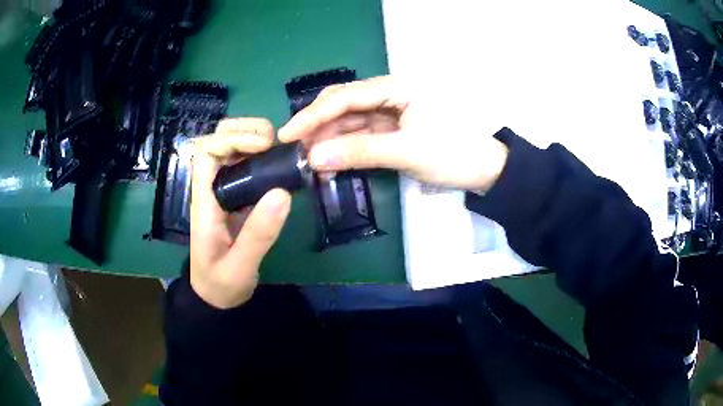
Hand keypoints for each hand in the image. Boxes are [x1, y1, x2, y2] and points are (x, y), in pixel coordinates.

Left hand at [190, 118, 291, 308]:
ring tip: (282, 149)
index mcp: (205, 200)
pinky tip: (282, 164)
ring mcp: (224, 190)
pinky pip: (247, 164)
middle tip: (275, 142)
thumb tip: (283, 192)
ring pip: (232, 147)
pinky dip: (264, 156)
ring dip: (255, 139)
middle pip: (218, 139)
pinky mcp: (237, 196)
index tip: (264, 146)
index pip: (207, 151)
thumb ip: (258, 234)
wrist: (215, 296)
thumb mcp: (240, 266)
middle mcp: (212, 187)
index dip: (233, 139)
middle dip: (245, 130)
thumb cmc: (221, 283)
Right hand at [278, 75, 508, 191]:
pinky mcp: (396, 129)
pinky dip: (347, 147)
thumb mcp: (407, 151)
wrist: (489, 169)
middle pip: (345, 105)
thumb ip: (360, 152)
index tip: (287, 135)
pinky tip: (331, 160)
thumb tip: (314, 158)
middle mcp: (391, 94)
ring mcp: (393, 112)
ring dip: (330, 139)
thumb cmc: (455, 152)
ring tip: (309, 160)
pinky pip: (364, 134)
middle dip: (319, 127)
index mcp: (397, 87)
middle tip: (294, 151)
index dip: (312, 115)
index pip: (346, 97)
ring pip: (353, 121)